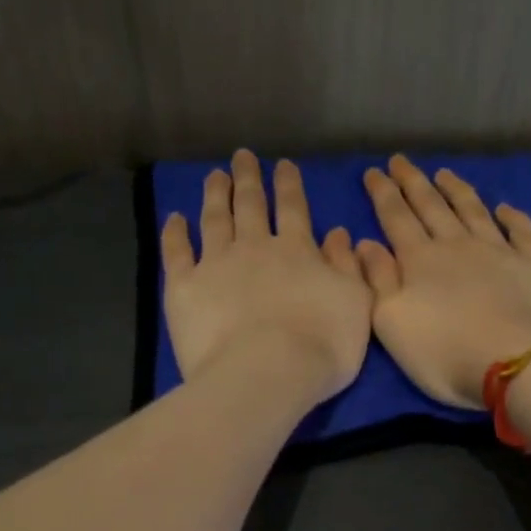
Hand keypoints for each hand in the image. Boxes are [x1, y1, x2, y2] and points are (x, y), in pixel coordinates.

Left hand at [162, 150, 372, 402]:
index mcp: (297, 251)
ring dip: (216, 195)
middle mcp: (254, 247)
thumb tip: (339, 233)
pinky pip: (176, 252)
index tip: (283, 166)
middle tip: (242, 157)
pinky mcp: (184, 287)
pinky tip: (175, 219)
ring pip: (214, 219)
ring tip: (215, 176)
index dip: (289, 186)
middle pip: (250, 205)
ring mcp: (215, 264)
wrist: (267, 373)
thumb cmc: (322, 346)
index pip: (294, 209)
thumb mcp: (355, 305)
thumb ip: (348, 267)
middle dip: (248, 179)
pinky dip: (175, 233)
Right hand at [357, 155, 530, 408]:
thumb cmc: (444, 352)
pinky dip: (512, 216)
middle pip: (432, 207)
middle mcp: (458, 245)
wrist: (518, 363)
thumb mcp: (392, 324)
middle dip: (414, 183)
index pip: (396, 218)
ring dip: (457, 191)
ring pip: (473, 211)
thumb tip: (366, 244)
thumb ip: (378, 281)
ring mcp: (500, 251)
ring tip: (444, 174)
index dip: (383, 194)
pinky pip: (521, 231)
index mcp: (420, 260)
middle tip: (401, 160)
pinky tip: (505, 207)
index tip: (374, 172)